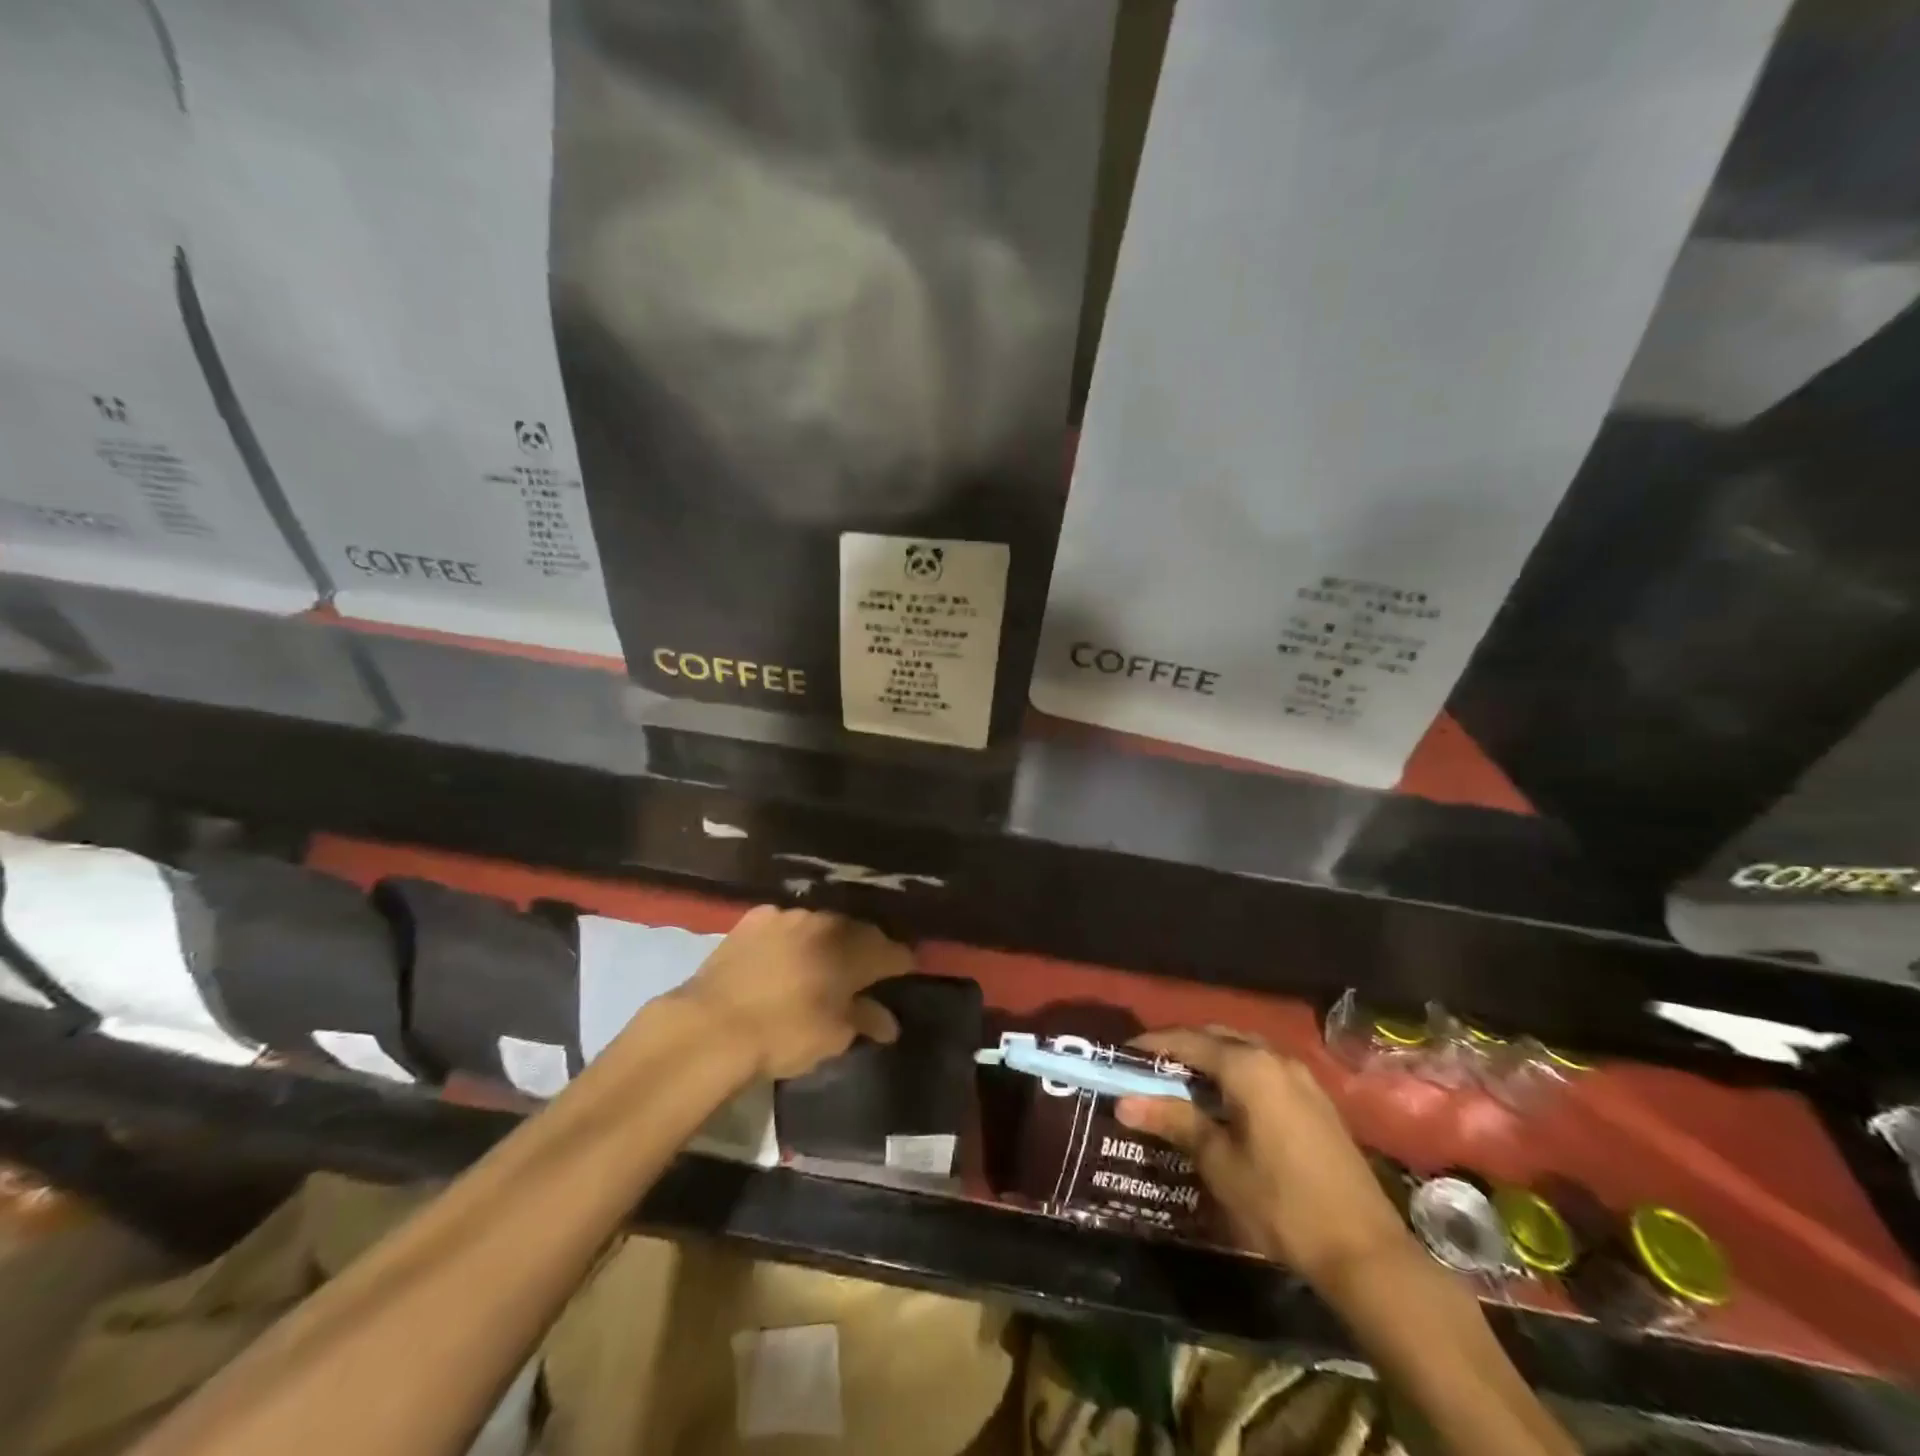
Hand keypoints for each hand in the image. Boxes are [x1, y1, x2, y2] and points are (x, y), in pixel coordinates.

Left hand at [677, 906, 906, 1077]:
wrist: (712, 1026)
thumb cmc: (784, 1035)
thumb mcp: (833, 1037)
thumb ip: (865, 1021)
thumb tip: (888, 1022)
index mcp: (854, 951)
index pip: (892, 951)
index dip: (902, 963)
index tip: (906, 972)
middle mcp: (827, 924)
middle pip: (858, 932)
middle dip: (866, 949)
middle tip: (863, 971)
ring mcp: (789, 916)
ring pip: (821, 924)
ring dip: (827, 941)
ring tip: (821, 962)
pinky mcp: (755, 919)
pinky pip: (785, 924)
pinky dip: (792, 938)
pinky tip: (783, 956)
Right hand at [1115, 1029, 1415, 1289]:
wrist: (1364, 1251)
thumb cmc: (1281, 1204)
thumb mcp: (1219, 1163)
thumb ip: (1174, 1121)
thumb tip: (1124, 1102)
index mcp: (1248, 1066)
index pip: (1187, 1040)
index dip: (1152, 1045)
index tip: (1122, 1056)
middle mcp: (1274, 1057)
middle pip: (1216, 1037)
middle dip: (1180, 1048)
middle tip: (1148, 1071)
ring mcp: (1300, 1077)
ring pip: (1242, 1051)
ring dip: (1209, 1060)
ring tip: (1180, 1085)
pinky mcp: (1315, 1099)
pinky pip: (1263, 1069)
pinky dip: (1235, 1074)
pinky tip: (1223, 1103)